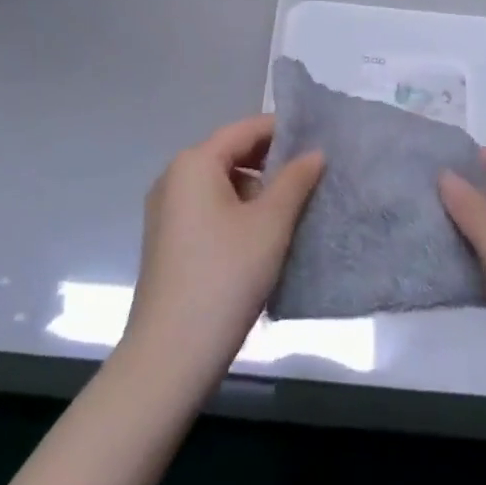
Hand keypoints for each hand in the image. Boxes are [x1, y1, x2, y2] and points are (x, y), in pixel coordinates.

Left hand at [121, 114, 324, 395]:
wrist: (171, 355)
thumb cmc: (225, 276)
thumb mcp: (270, 224)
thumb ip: (295, 180)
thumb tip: (315, 152)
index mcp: (194, 163)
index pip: (245, 129)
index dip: (283, 130)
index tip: (319, 139)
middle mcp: (173, 178)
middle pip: (231, 154)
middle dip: (271, 162)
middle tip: (313, 175)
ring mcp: (166, 211)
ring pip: (221, 184)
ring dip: (257, 190)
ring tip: (295, 209)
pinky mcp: (168, 241)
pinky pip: (208, 209)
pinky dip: (237, 212)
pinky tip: (264, 236)